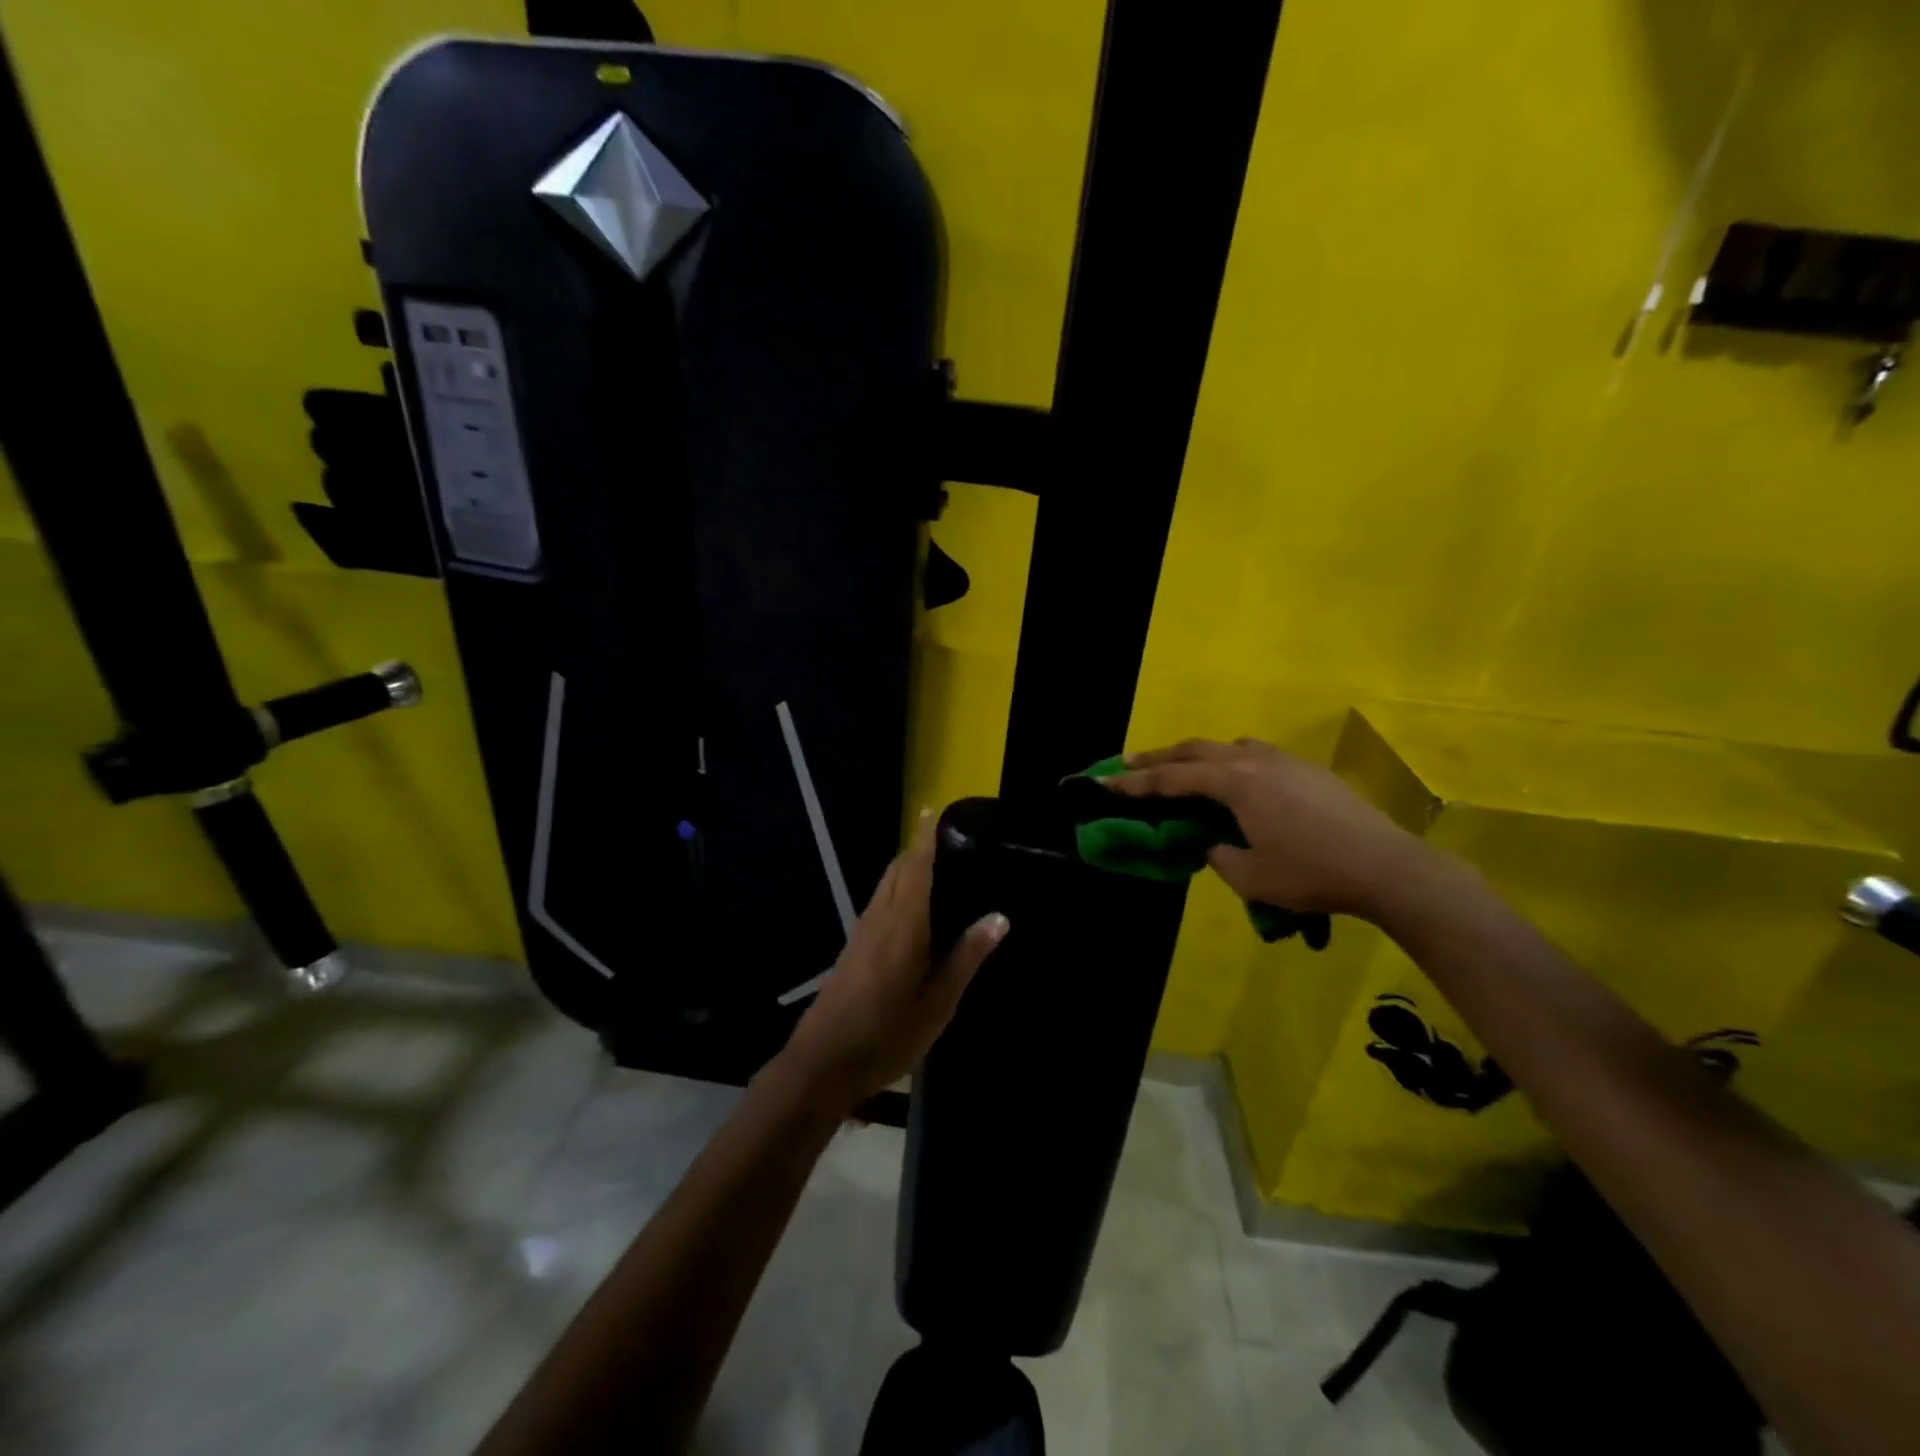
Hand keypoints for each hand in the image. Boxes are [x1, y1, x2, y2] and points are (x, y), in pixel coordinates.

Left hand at [783, 812, 1007, 1110]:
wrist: (822, 1063)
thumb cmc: (888, 1034)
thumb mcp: (938, 1003)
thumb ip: (967, 957)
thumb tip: (998, 917)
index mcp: (903, 924)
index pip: (915, 866)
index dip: (924, 836)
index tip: (933, 809)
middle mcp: (879, 917)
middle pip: (897, 869)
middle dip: (917, 848)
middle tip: (947, 840)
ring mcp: (861, 931)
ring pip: (886, 884)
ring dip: (906, 868)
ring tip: (936, 867)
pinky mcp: (853, 947)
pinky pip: (880, 902)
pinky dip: (898, 890)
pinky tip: (914, 910)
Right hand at [1107, 739, 1426, 920]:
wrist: (1388, 867)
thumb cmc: (1312, 874)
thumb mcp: (1250, 876)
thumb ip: (1218, 854)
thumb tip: (1212, 842)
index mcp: (1235, 783)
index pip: (1172, 779)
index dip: (1134, 783)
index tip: (1103, 782)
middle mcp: (1254, 761)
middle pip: (1194, 750)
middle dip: (1158, 758)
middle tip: (1129, 766)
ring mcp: (1285, 761)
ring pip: (1228, 746)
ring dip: (1198, 756)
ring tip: (1184, 771)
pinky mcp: (1308, 770)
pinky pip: (1256, 756)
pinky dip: (1231, 762)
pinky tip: (1239, 783)